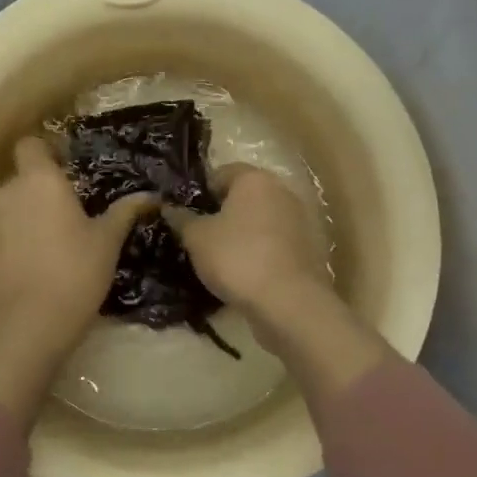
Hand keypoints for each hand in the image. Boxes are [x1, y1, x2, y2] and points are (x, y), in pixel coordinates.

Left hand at [0, 136, 155, 342]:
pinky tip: (35, 264)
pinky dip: (15, 241)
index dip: (46, 150)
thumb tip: (149, 196)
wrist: (26, 325)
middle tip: (70, 210)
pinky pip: (1, 234)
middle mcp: (8, 192)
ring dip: (27, 215)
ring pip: (10, 206)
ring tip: (53, 241)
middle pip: (22, 177)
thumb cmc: (74, 272)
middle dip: (42, 188)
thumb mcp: (108, 242)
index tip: (67, 166)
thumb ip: (124, 212)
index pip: (30, 144)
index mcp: (39, 179)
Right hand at [170, 166, 394, 397]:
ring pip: (259, 221)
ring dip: (241, 234)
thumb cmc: (237, 257)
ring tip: (218, 259)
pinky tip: (243, 274)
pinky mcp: (308, 249)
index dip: (199, 192)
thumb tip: (169, 208)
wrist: (289, 303)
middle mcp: (281, 191)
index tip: (184, 214)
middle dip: (221, 213)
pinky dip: (259, 252)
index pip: (220, 173)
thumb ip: (181, 218)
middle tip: (198, 236)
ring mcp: (299, 220)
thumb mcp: (197, 238)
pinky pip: (274, 243)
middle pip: (243, 196)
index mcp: (254, 179)